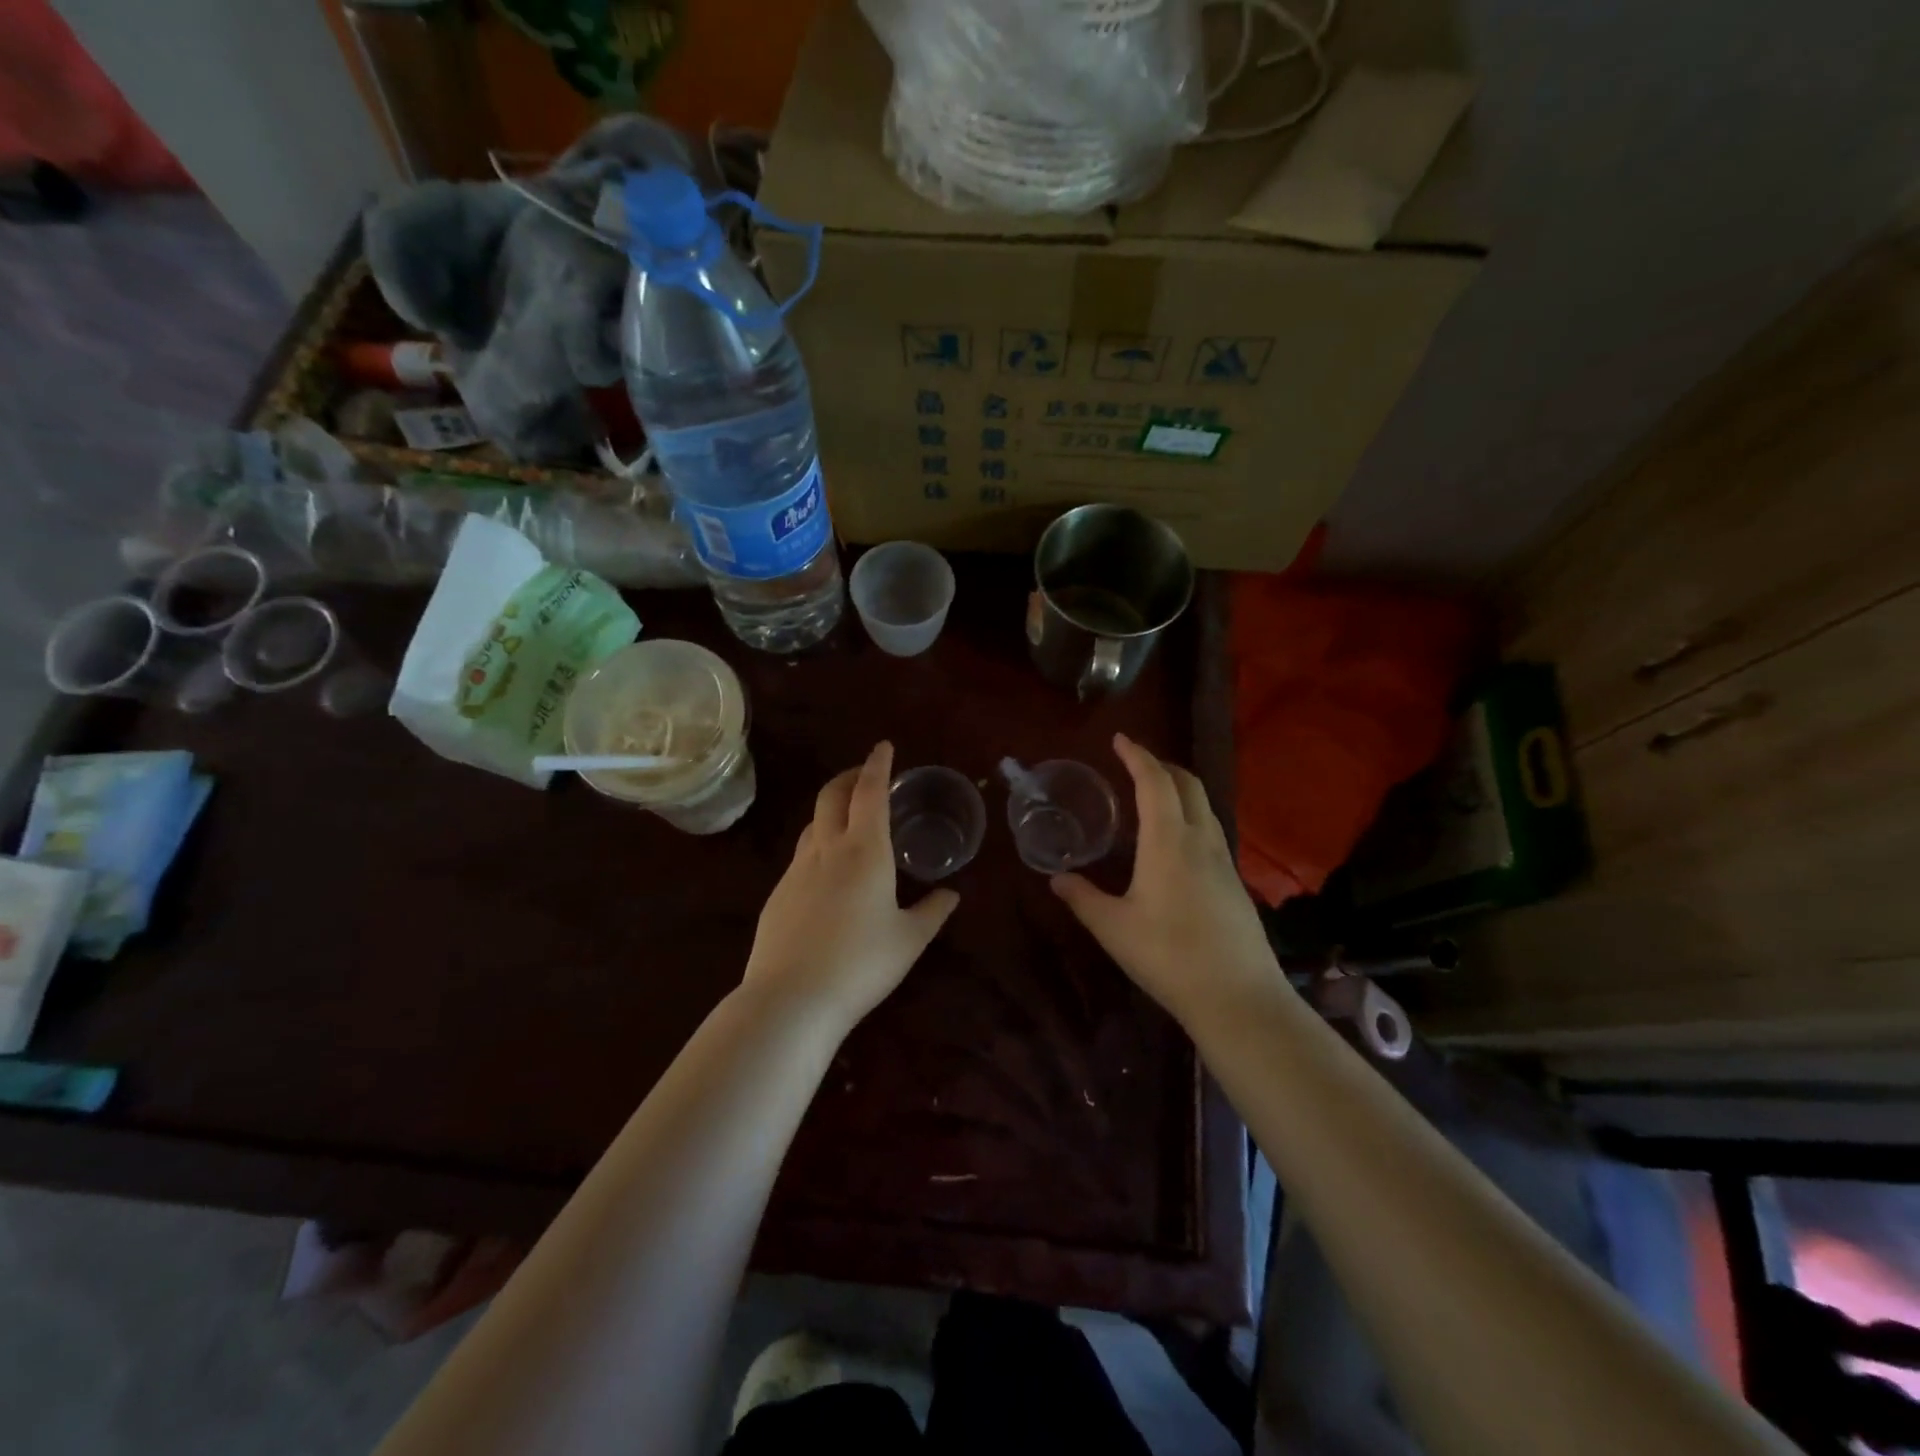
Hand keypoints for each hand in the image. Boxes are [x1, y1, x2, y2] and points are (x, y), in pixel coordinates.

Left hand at [743, 741, 958, 1028]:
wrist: (791, 999)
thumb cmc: (861, 964)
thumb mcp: (909, 940)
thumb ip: (933, 912)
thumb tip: (950, 894)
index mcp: (864, 851)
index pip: (870, 792)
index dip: (878, 765)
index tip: (884, 747)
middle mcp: (827, 849)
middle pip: (832, 796)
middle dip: (849, 776)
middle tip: (865, 775)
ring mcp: (796, 870)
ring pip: (812, 824)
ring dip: (830, 808)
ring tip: (848, 819)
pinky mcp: (778, 894)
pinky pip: (800, 854)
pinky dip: (817, 843)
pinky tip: (827, 870)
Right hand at [1051, 733, 1283, 1025]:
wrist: (1238, 997)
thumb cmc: (1168, 956)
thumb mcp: (1113, 928)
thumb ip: (1082, 898)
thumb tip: (1057, 878)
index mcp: (1168, 841)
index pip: (1155, 782)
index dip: (1137, 755)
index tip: (1120, 739)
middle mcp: (1201, 839)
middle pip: (1188, 784)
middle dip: (1162, 765)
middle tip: (1135, 763)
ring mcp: (1224, 860)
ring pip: (1204, 806)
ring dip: (1180, 788)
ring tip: (1154, 795)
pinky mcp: (1235, 881)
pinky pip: (1211, 829)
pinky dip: (1190, 815)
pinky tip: (1176, 840)